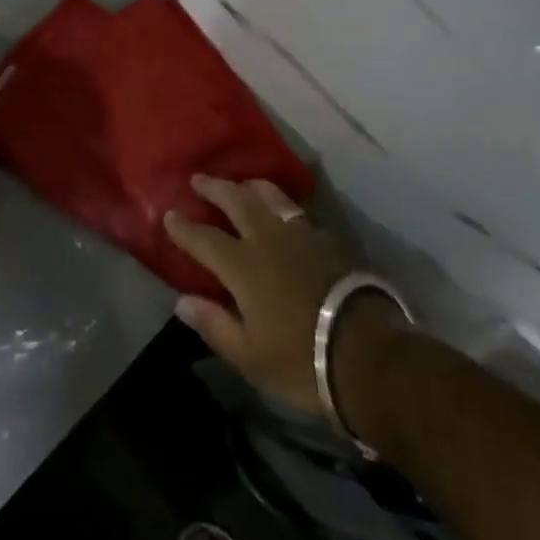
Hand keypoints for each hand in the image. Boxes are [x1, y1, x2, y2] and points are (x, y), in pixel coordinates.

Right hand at [165, 177, 405, 415]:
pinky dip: (279, 204)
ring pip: (269, 196)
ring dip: (248, 186)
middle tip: (198, 179)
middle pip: (236, 200)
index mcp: (243, 265)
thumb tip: (182, 301)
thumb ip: (214, 325)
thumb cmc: (302, 360)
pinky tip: (281, 211)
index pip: (203, 238)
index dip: (183, 227)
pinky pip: (295, 210)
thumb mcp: (250, 355)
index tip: (169, 214)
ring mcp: (300, 234)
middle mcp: (267, 238)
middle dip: (214, 188)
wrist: (369, 354)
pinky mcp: (327, 240)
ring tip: (240, 184)